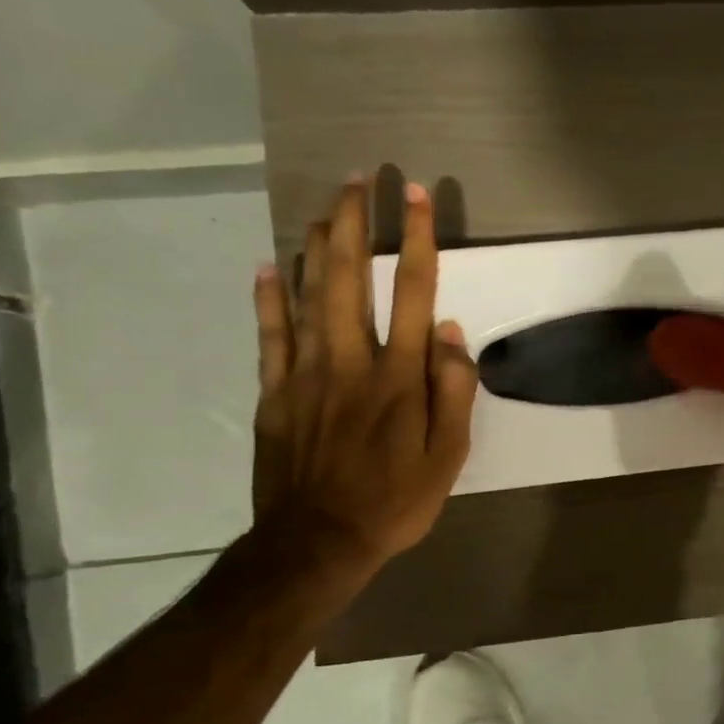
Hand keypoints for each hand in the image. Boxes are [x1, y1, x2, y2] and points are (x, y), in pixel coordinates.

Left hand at [250, 176, 477, 577]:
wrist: (318, 541)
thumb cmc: (396, 500)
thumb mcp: (450, 456)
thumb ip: (454, 391)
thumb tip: (454, 333)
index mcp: (401, 377)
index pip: (414, 292)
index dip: (417, 239)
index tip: (415, 196)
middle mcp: (352, 361)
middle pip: (351, 277)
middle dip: (355, 224)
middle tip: (358, 181)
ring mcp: (306, 373)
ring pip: (308, 294)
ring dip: (316, 246)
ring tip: (323, 207)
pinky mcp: (274, 392)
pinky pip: (270, 334)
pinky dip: (269, 297)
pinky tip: (269, 266)